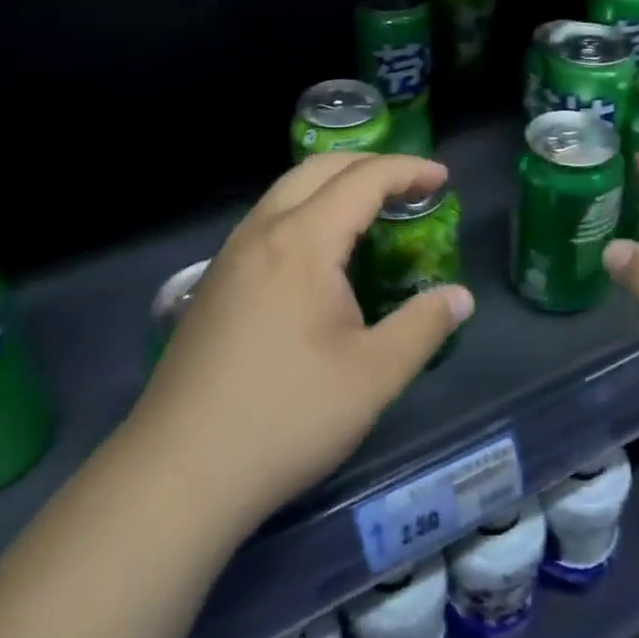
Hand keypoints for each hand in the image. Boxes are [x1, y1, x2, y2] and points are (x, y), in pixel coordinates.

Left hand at [129, 153, 474, 534]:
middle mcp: (262, 232)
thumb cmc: (286, 417)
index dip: (407, 171)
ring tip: (370, 211)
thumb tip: (460, 297)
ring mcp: (230, 256)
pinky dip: (305, 211)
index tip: (442, 179)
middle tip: (410, 185)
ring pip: (286, 192)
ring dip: (333, 185)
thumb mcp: (373, 376)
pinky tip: (318, 255)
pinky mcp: (214, 283)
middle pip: (318, 169)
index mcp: (302, 241)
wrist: (178, 472)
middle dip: (369, 165)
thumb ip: (423, 326)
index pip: (362, 180)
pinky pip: (267, 221)